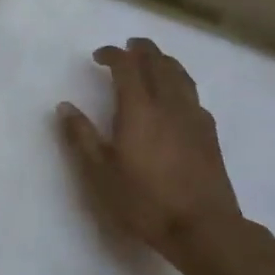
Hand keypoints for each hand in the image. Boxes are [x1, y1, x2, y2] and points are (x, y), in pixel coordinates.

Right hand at [56, 38, 245, 260]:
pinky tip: (177, 98)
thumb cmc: (144, 201)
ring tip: (154, 62)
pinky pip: (194, 95)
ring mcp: (194, 117)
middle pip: (158, 63)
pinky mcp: (209, 133)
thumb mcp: (100, 173)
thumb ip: (82, 137)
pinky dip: (181, 85)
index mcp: (139, 109)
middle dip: (142, 50)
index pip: (127, 67)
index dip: (113, 55)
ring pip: (181, 75)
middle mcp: (169, 104)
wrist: (203, 227)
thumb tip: (65, 106)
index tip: (99, 56)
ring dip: (164, 62)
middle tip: (128, 47)